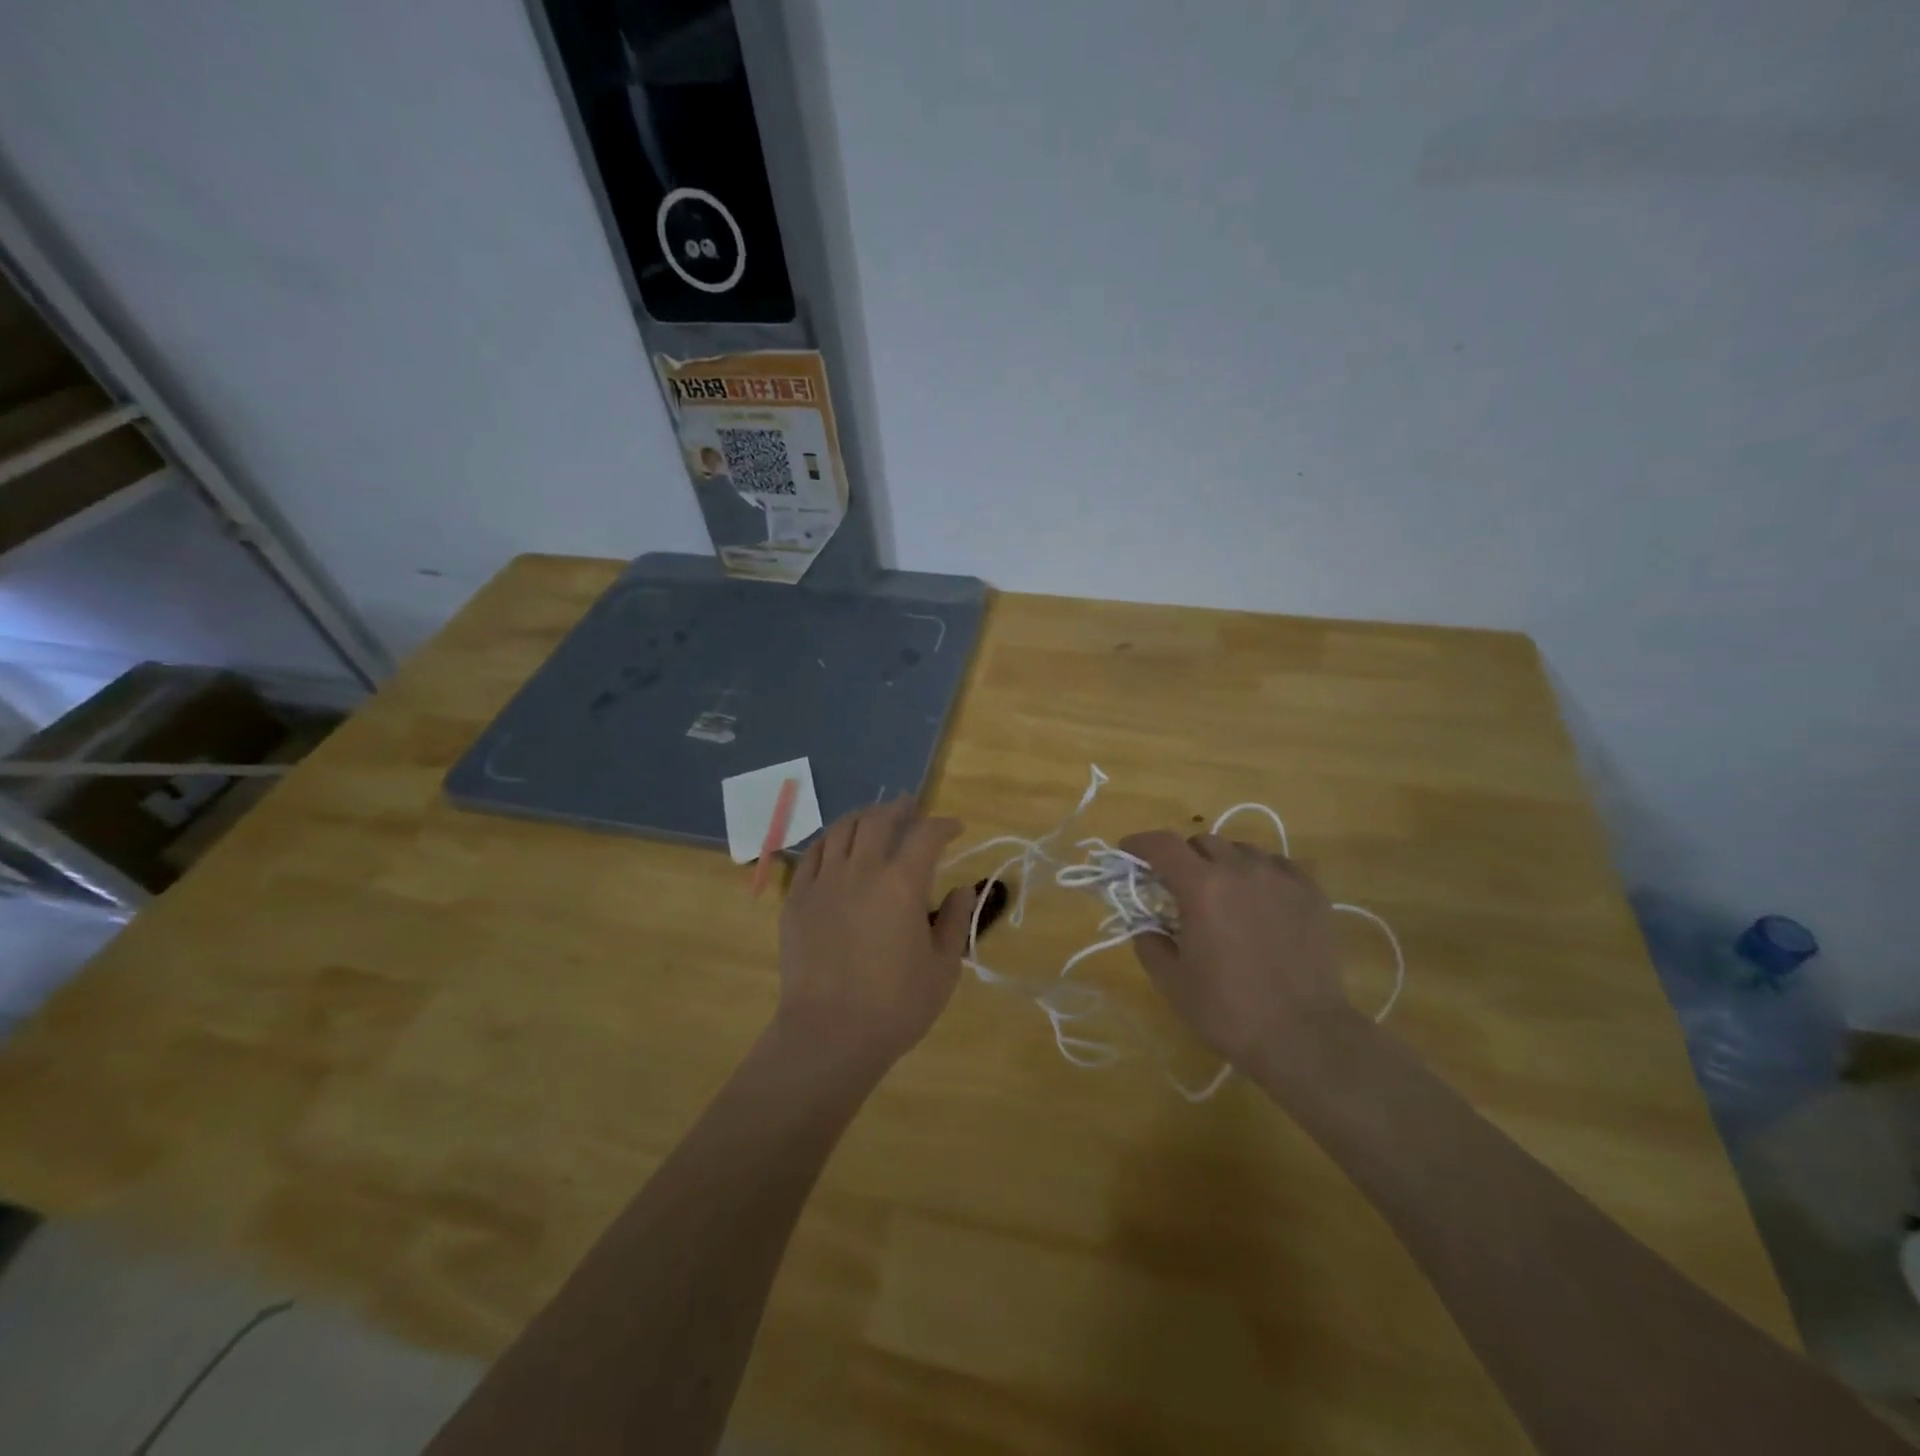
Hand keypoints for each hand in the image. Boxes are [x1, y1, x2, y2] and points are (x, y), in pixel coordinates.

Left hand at [776, 799, 974, 1074]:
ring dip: (863, 817)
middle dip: (900, 808)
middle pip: (879, 820)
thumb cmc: (895, 1006)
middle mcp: (861, 870)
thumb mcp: (943, 968)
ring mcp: (823, 881)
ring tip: (874, 818)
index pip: (926, 835)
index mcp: (902, 884)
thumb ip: (956, 921)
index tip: (955, 828)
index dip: (944, 825)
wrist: (828, 1035)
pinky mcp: (796, 899)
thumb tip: (964, 889)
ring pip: (841, 829)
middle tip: (911, 808)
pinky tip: (837, 847)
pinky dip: (830, 842)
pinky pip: (812, 855)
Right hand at [1118, 830, 1358, 1069]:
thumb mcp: (1171, 981)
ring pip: (1241, 850)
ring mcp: (1280, 877)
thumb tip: (1145, 924)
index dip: (1139, 843)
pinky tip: (1260, 901)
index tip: (1128, 852)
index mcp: (1201, 887)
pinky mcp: (1311, 892)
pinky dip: (1259, 873)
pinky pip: (1276, 865)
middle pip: (1202, 842)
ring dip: (1222, 864)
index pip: (1162, 845)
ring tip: (1223, 894)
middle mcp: (1240, 869)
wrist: (1304, 1037)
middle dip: (1183, 858)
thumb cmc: (1228, 1010)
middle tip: (1178, 886)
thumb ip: (1148, 942)